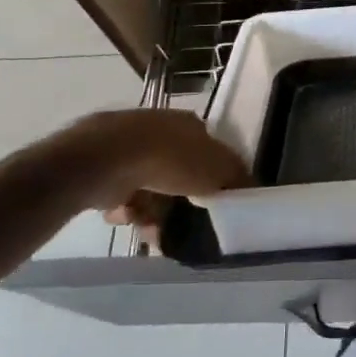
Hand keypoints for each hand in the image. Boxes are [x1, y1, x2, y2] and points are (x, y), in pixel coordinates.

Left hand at [39, 109, 252, 233]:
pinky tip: (125, 216)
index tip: (211, 204)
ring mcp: (129, 146)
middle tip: (178, 229)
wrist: (108, 158)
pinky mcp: (103, 165)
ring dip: (152, 214)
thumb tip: (252, 186)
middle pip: (177, 174)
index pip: (208, 150)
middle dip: (178, 205)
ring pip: (149, 188)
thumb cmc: (170, 159)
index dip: (212, 178)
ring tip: (149, 233)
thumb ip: (236, 177)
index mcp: (189, 124)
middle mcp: (160, 130)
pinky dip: (126, 209)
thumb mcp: (217, 169)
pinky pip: (121, 194)